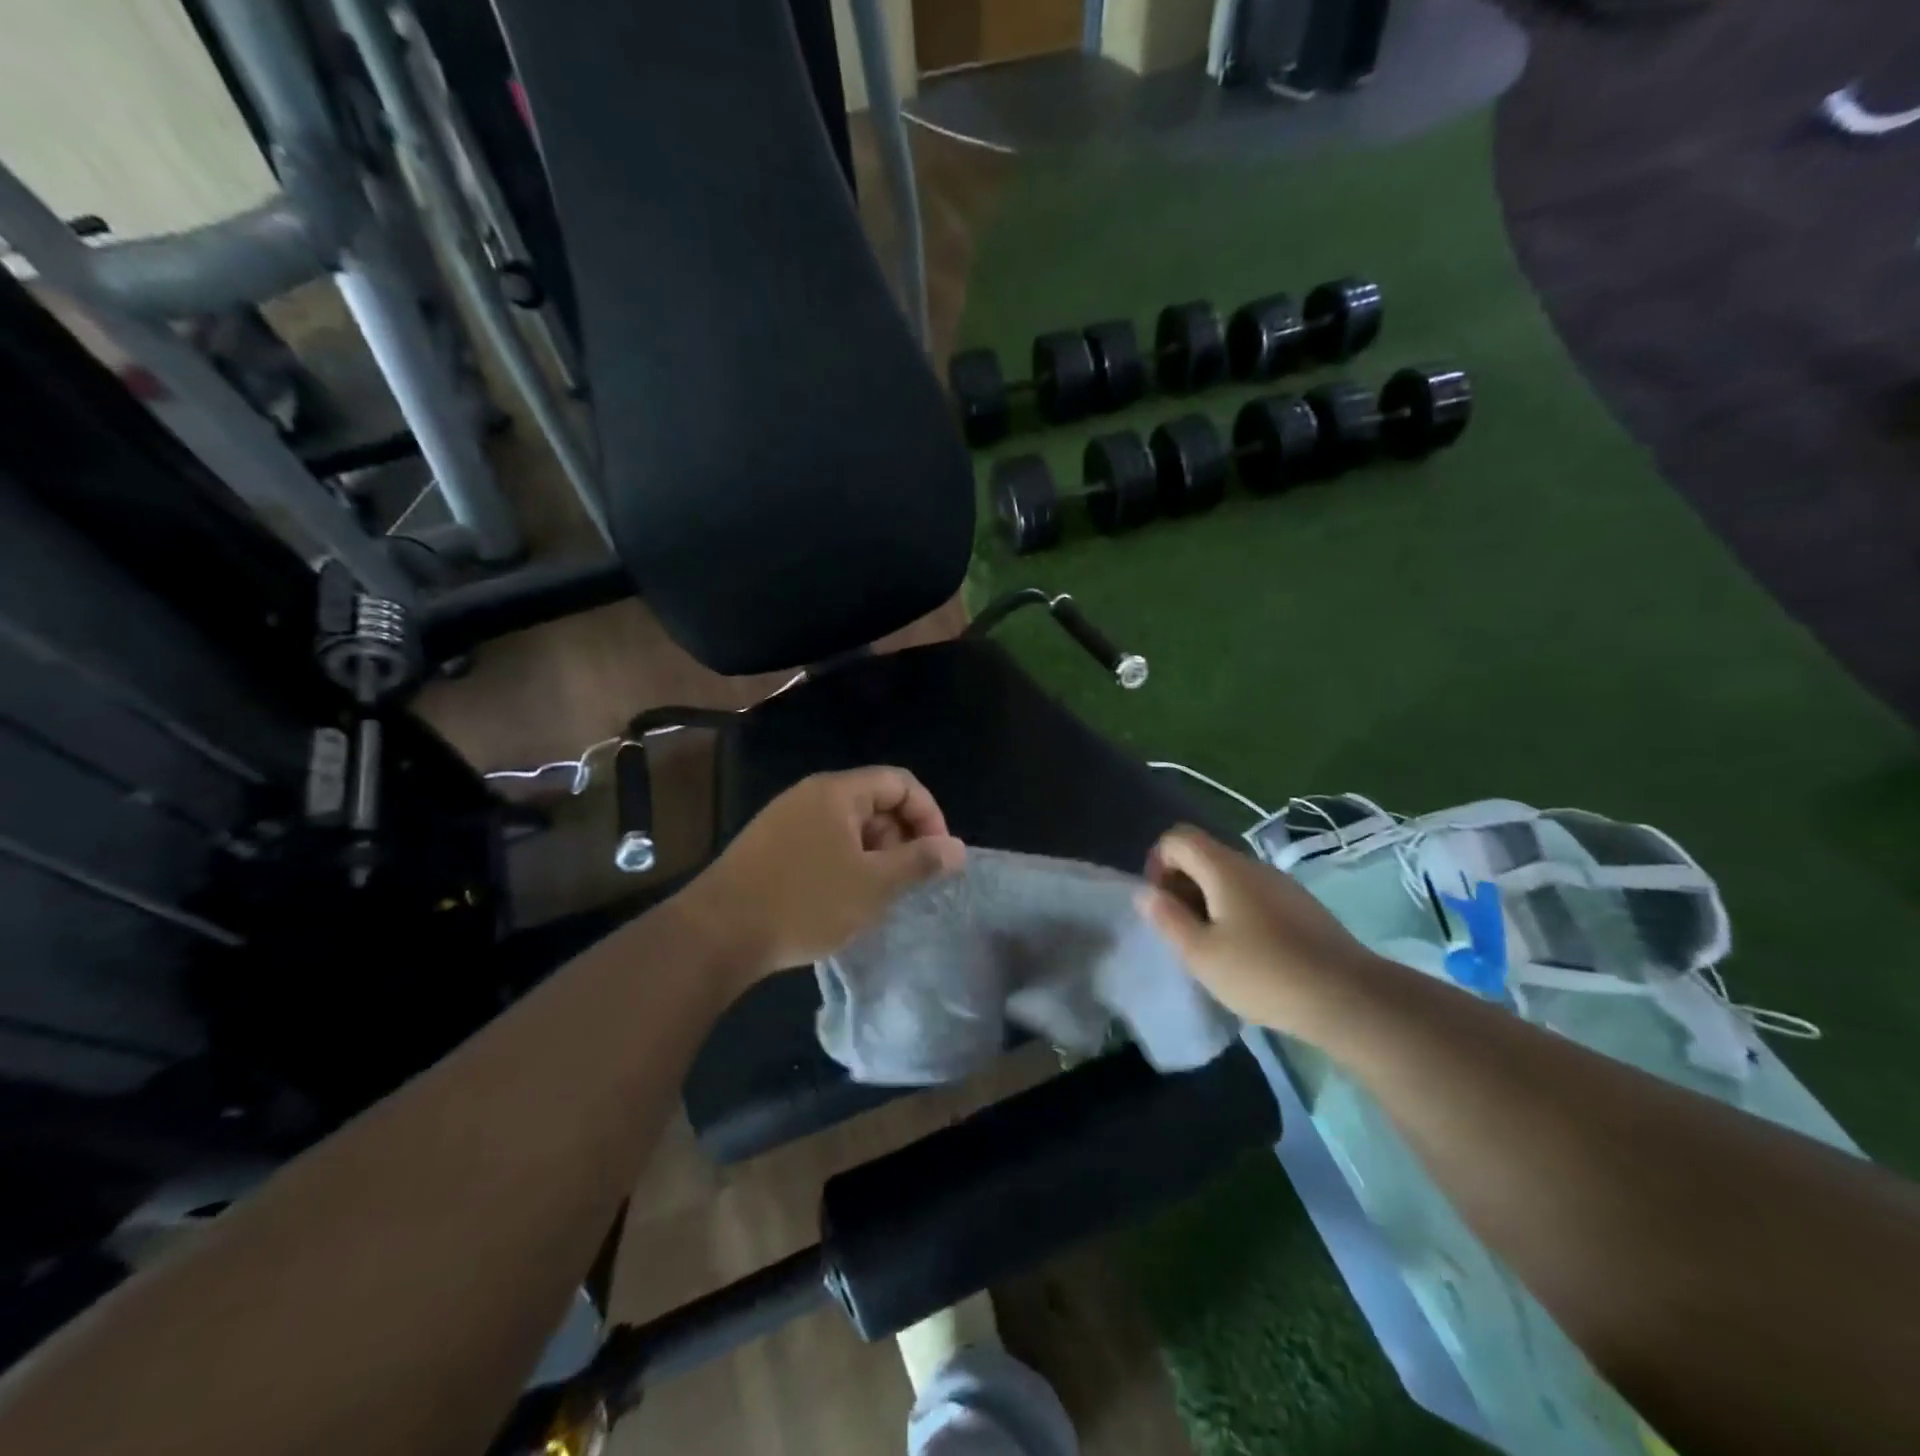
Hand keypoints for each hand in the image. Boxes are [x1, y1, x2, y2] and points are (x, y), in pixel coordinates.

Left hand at [678, 767, 965, 984]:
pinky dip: (845, 864)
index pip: (900, 782)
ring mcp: (786, 819)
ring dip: (874, 856)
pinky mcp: (769, 846)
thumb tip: (958, 848)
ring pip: (849, 826)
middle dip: (900, 838)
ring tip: (874, 897)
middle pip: (875, 802)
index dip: (929, 815)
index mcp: (838, 792)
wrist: (717, 934)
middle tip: (903, 883)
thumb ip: (920, 862)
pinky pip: (823, 843)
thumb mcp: (873, 885)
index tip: (937, 857)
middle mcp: (811, 795)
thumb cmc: (804, 902)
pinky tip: (840, 900)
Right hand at [1138, 825, 1373, 1033]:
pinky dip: (1237, 913)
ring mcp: (1282, 885)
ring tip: (1213, 948)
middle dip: (1182, 886)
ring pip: (1230, 879)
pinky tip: (1248, 955)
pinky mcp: (1302, 907)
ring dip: (1209, 902)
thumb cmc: (1263, 973)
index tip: (1162, 904)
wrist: (1349, 997)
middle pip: (1203, 857)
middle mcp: (1253, 865)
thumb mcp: (1201, 954)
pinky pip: (1255, 896)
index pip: (1178, 838)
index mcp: (1224, 868)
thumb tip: (1147, 892)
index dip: (1158, 863)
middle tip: (1183, 932)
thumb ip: (1168, 918)